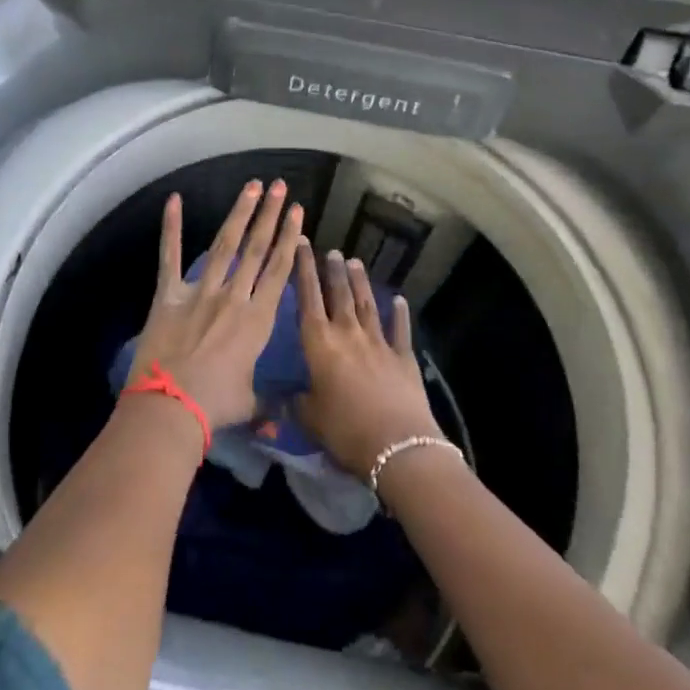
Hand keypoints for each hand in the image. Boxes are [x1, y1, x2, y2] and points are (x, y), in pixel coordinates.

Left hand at [125, 180, 304, 430]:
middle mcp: (233, 296)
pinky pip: (170, 256)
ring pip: (224, 244)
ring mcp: (200, 291)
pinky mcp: (169, 295)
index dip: (290, 238)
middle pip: (256, 248)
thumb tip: (283, 420)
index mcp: (257, 319)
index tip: (298, 212)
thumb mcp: (250, 404)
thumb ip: (269, 403)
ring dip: (239, 213)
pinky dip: (171, 227)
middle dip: (270, 215)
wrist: (171, 407)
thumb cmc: (216, 406)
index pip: (279, 269)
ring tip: (252, 186)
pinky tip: (174, 199)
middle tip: (280, 186)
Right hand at [294, 246, 442, 477]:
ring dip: (360, 283)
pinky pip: (399, 329)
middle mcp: (348, 333)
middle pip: (339, 294)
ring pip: (366, 304)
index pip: (307, 297)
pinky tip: (399, 300)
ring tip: (355, 262)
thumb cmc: (344, 429)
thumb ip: (296, 403)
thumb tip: (285, 398)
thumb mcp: (309, 418)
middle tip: (331, 250)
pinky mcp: (403, 357)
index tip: (302, 245)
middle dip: (332, 270)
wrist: (397, 444)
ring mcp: (378, 342)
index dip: (303, 270)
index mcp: (319, 343)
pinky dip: (399, 313)